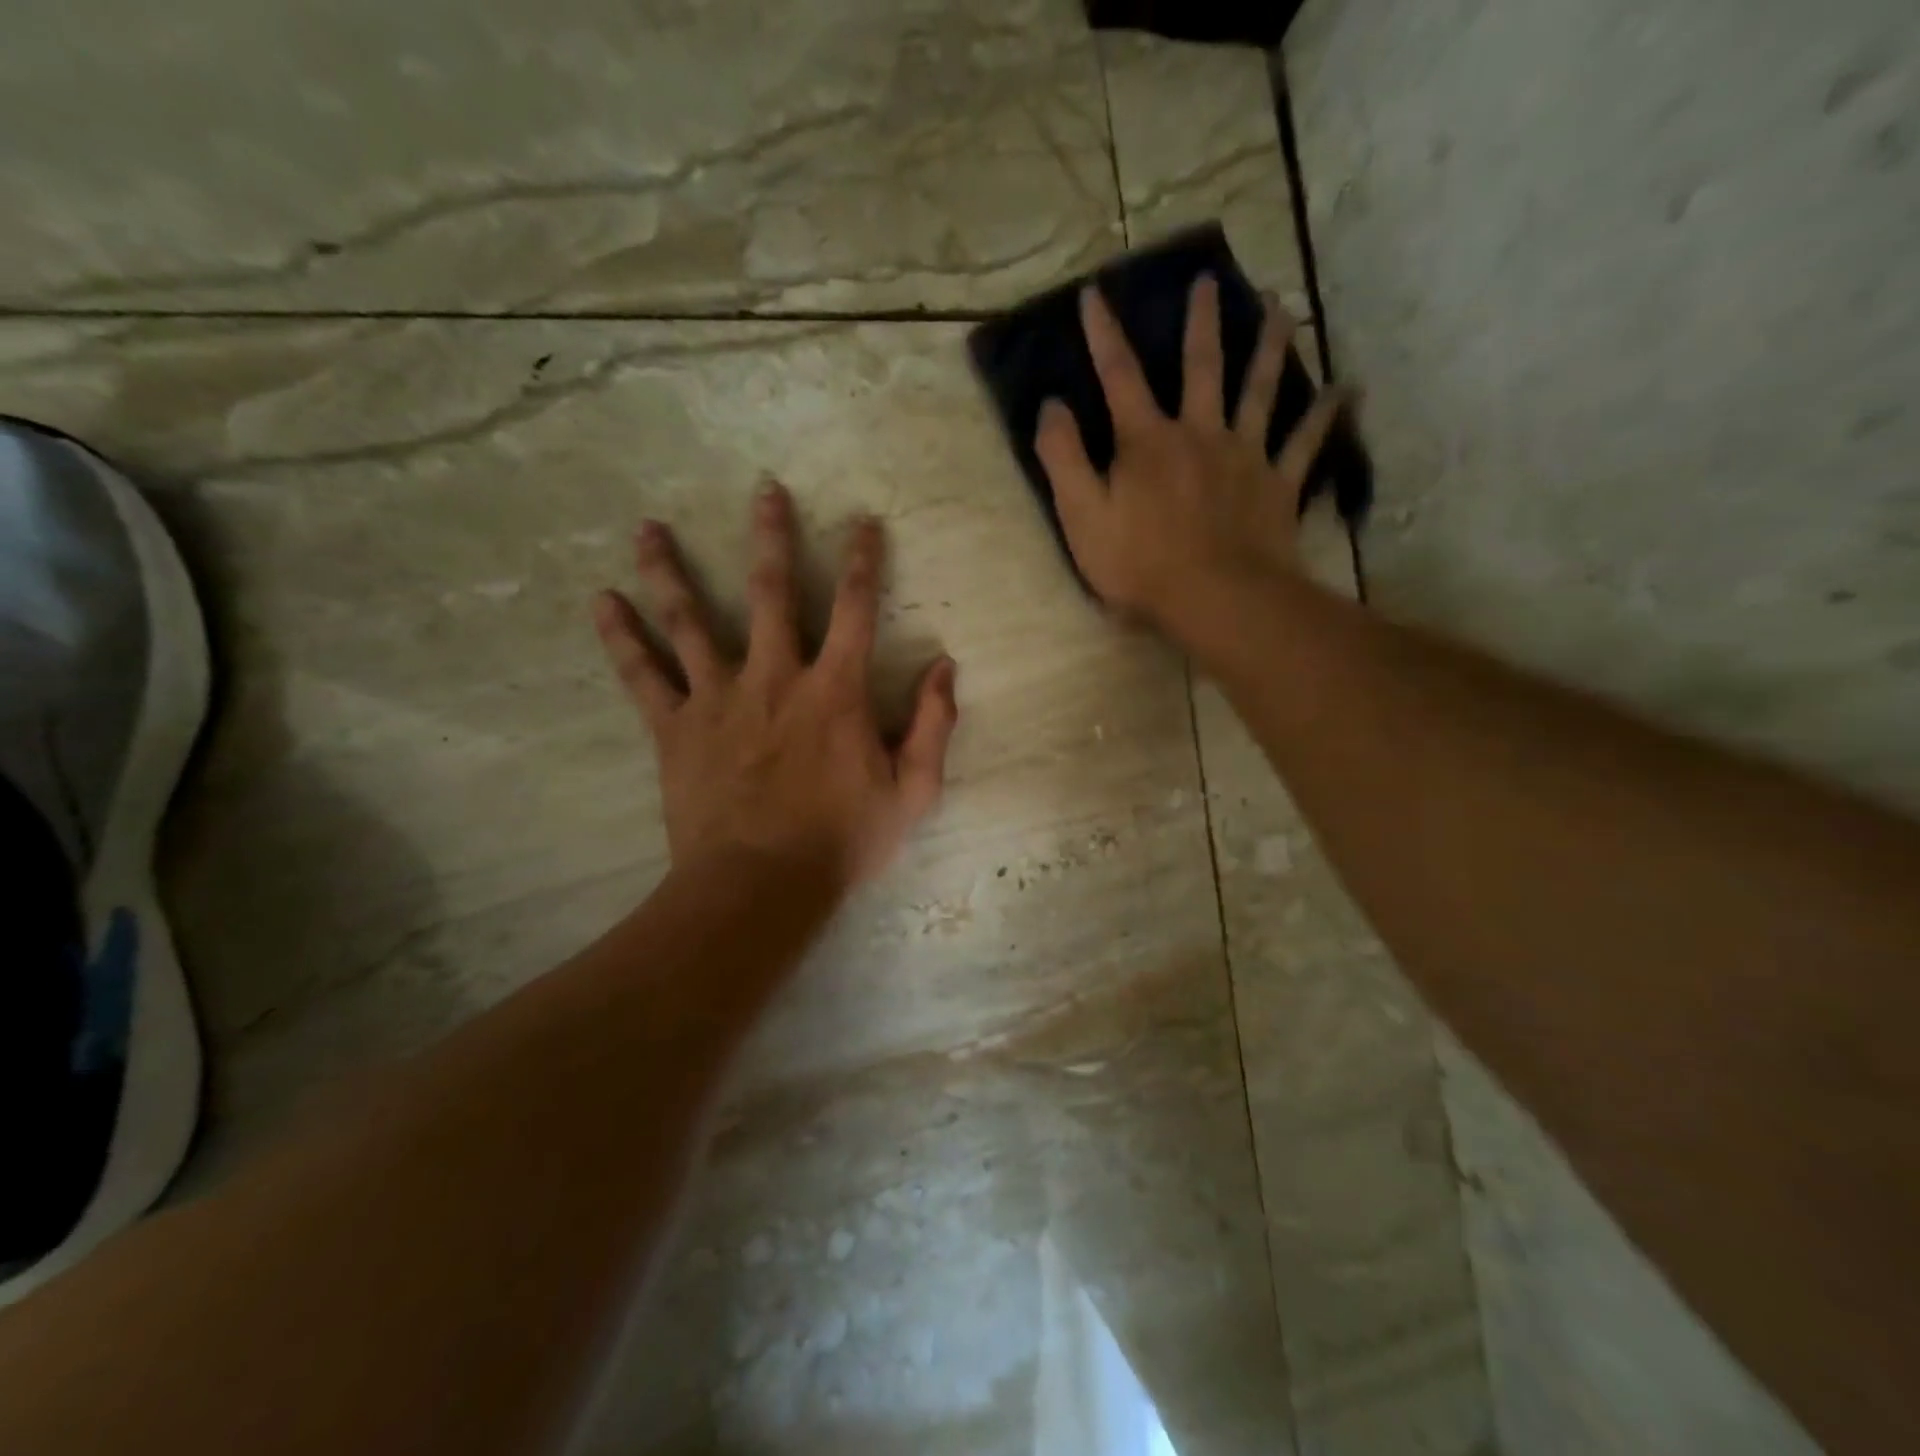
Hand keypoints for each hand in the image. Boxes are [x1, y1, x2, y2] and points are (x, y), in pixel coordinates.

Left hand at [592, 482, 958, 890]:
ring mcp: (718, 699)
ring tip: (648, 527)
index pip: (855, 609)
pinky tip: (601, 603)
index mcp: (835, 690)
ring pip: (690, 620)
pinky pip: (643, 676)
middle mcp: (774, 677)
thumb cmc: (842, 841)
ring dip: (670, 570)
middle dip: (771, 537)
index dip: (863, 561)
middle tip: (764, 489)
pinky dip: (621, 638)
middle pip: (770, 591)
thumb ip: (933, 725)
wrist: (760, 886)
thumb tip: (946, 667)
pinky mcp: (675, 728)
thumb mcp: (912, 791)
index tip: (863, 522)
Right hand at [1033, 275, 1348, 636]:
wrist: (1216, 599)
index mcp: (1147, 442)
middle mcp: (1200, 434)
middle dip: (1201, 323)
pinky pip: (1307, 443)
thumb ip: (1062, 459)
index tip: (1095, 294)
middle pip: (1201, 367)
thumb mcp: (1082, 517)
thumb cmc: (1140, 565)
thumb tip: (1051, 405)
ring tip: (1281, 306)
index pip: (1120, 377)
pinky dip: (1327, 415)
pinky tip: (1347, 388)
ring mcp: (1245, 456)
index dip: (1104, 336)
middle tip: (1209, 280)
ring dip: (1270, 345)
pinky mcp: (1278, 485)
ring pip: (1261, 389)